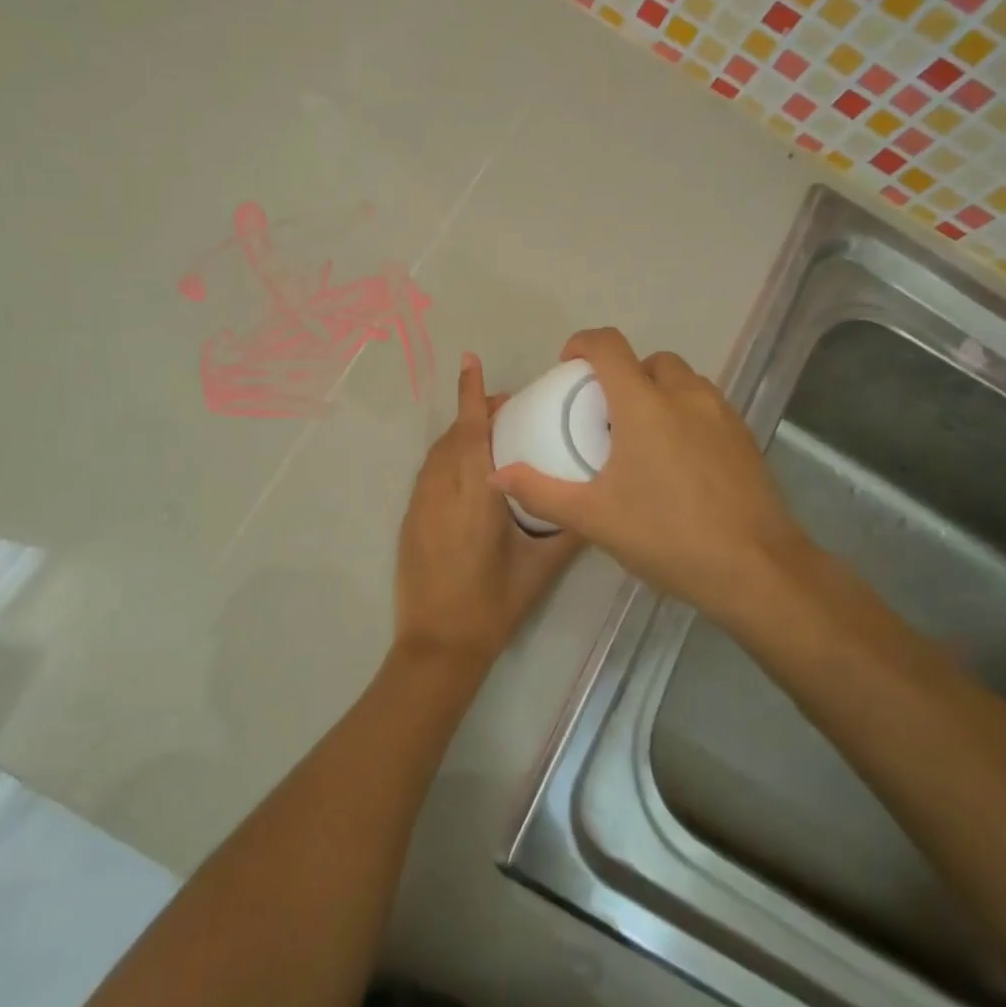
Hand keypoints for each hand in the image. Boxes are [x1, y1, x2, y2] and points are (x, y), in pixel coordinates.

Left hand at [393, 353, 584, 669]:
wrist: (438, 645)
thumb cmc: (493, 606)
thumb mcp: (540, 569)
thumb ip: (568, 531)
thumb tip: (595, 505)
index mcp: (474, 496)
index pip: (470, 432)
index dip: (470, 394)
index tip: (471, 360)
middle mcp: (440, 491)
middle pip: (453, 436)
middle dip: (475, 411)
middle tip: (509, 407)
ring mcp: (419, 505)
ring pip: (437, 453)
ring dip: (460, 434)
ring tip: (491, 433)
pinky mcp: (410, 520)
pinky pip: (429, 473)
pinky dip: (448, 457)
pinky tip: (470, 471)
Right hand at [489, 328, 811, 632]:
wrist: (754, 568)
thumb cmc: (666, 535)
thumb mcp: (593, 517)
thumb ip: (541, 491)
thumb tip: (497, 475)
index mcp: (644, 405)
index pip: (609, 346)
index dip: (582, 344)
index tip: (566, 365)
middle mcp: (686, 396)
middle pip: (648, 361)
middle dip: (622, 374)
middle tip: (604, 414)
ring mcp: (721, 415)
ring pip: (683, 381)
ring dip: (657, 392)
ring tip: (640, 437)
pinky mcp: (744, 437)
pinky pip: (706, 406)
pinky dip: (684, 414)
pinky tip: (677, 462)